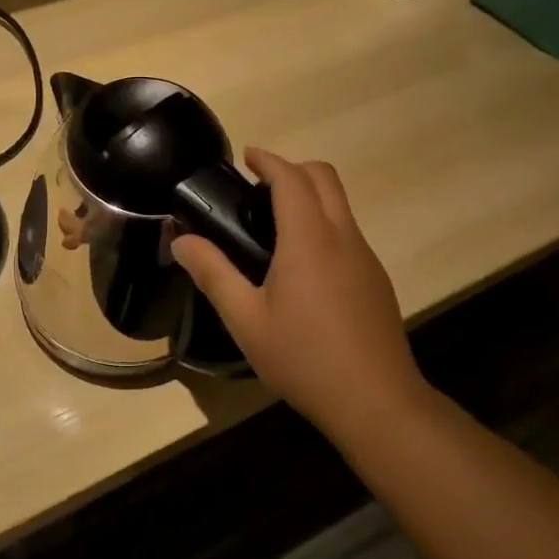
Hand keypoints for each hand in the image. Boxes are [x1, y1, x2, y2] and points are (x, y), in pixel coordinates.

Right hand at [172, 149, 421, 426]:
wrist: (376, 401)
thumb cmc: (304, 358)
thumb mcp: (246, 320)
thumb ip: (213, 274)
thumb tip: (181, 241)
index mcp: (309, 239)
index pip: (291, 178)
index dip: (268, 160)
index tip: (247, 156)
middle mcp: (343, 237)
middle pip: (325, 178)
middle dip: (292, 169)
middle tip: (258, 189)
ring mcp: (366, 258)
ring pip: (340, 205)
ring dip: (310, 196)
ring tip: (273, 228)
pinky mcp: (376, 280)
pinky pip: (348, 232)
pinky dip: (324, 224)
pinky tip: (303, 268)